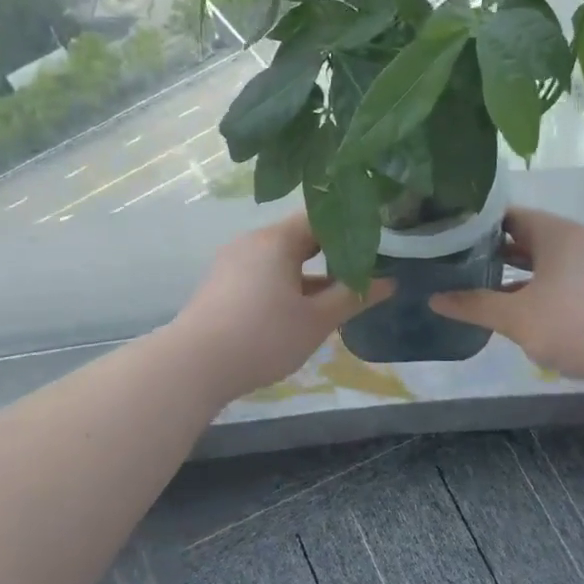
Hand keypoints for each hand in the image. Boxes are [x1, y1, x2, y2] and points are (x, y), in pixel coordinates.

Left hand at [169, 216, 391, 401]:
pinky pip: (263, 273)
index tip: (378, 243)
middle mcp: (252, 241)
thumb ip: (353, 297)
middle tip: (365, 270)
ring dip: (310, 273)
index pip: (321, 217)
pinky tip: (301, 310)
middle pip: (300, 237)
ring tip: (339, 294)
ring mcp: (233, 262)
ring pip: (281, 259)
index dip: (351, 227)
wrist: (194, 366)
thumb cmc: (263, 337)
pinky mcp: (222, 284)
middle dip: (333, 253)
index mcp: (276, 239)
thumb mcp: (316, 321)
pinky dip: (286, 284)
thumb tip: (389, 281)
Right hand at [430, 208, 583, 385]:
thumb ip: (474, 306)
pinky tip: (520, 312)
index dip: (476, 225)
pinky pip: (563, 282)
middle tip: (456, 263)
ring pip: (546, 263)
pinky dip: (539, 290)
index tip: (448, 237)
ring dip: (516, 275)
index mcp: (555, 233)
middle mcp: (577, 241)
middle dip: (493, 252)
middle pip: (527, 238)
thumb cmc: (576, 323)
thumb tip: (434, 299)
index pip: (507, 215)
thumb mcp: (516, 317)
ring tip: (481, 288)